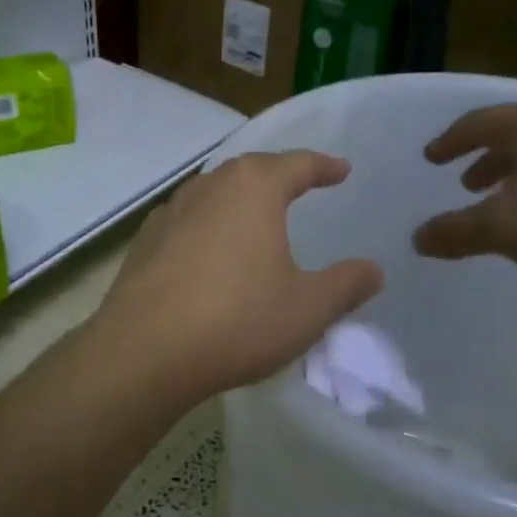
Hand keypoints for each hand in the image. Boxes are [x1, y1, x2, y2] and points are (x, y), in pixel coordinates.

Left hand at [93, 151, 383, 403]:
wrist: (144, 352)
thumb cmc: (238, 321)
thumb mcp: (309, 308)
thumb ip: (346, 285)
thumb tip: (373, 269)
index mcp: (253, 189)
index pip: (297, 164)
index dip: (324, 166)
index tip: (341, 170)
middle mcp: (209, 187)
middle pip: (250, 170)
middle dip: (278, 175)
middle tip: (299, 185)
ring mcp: (170, 213)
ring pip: (213, 192)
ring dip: (239, 198)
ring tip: (255, 215)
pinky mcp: (144, 242)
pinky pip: (187, 221)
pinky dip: (208, 226)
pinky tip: (210, 250)